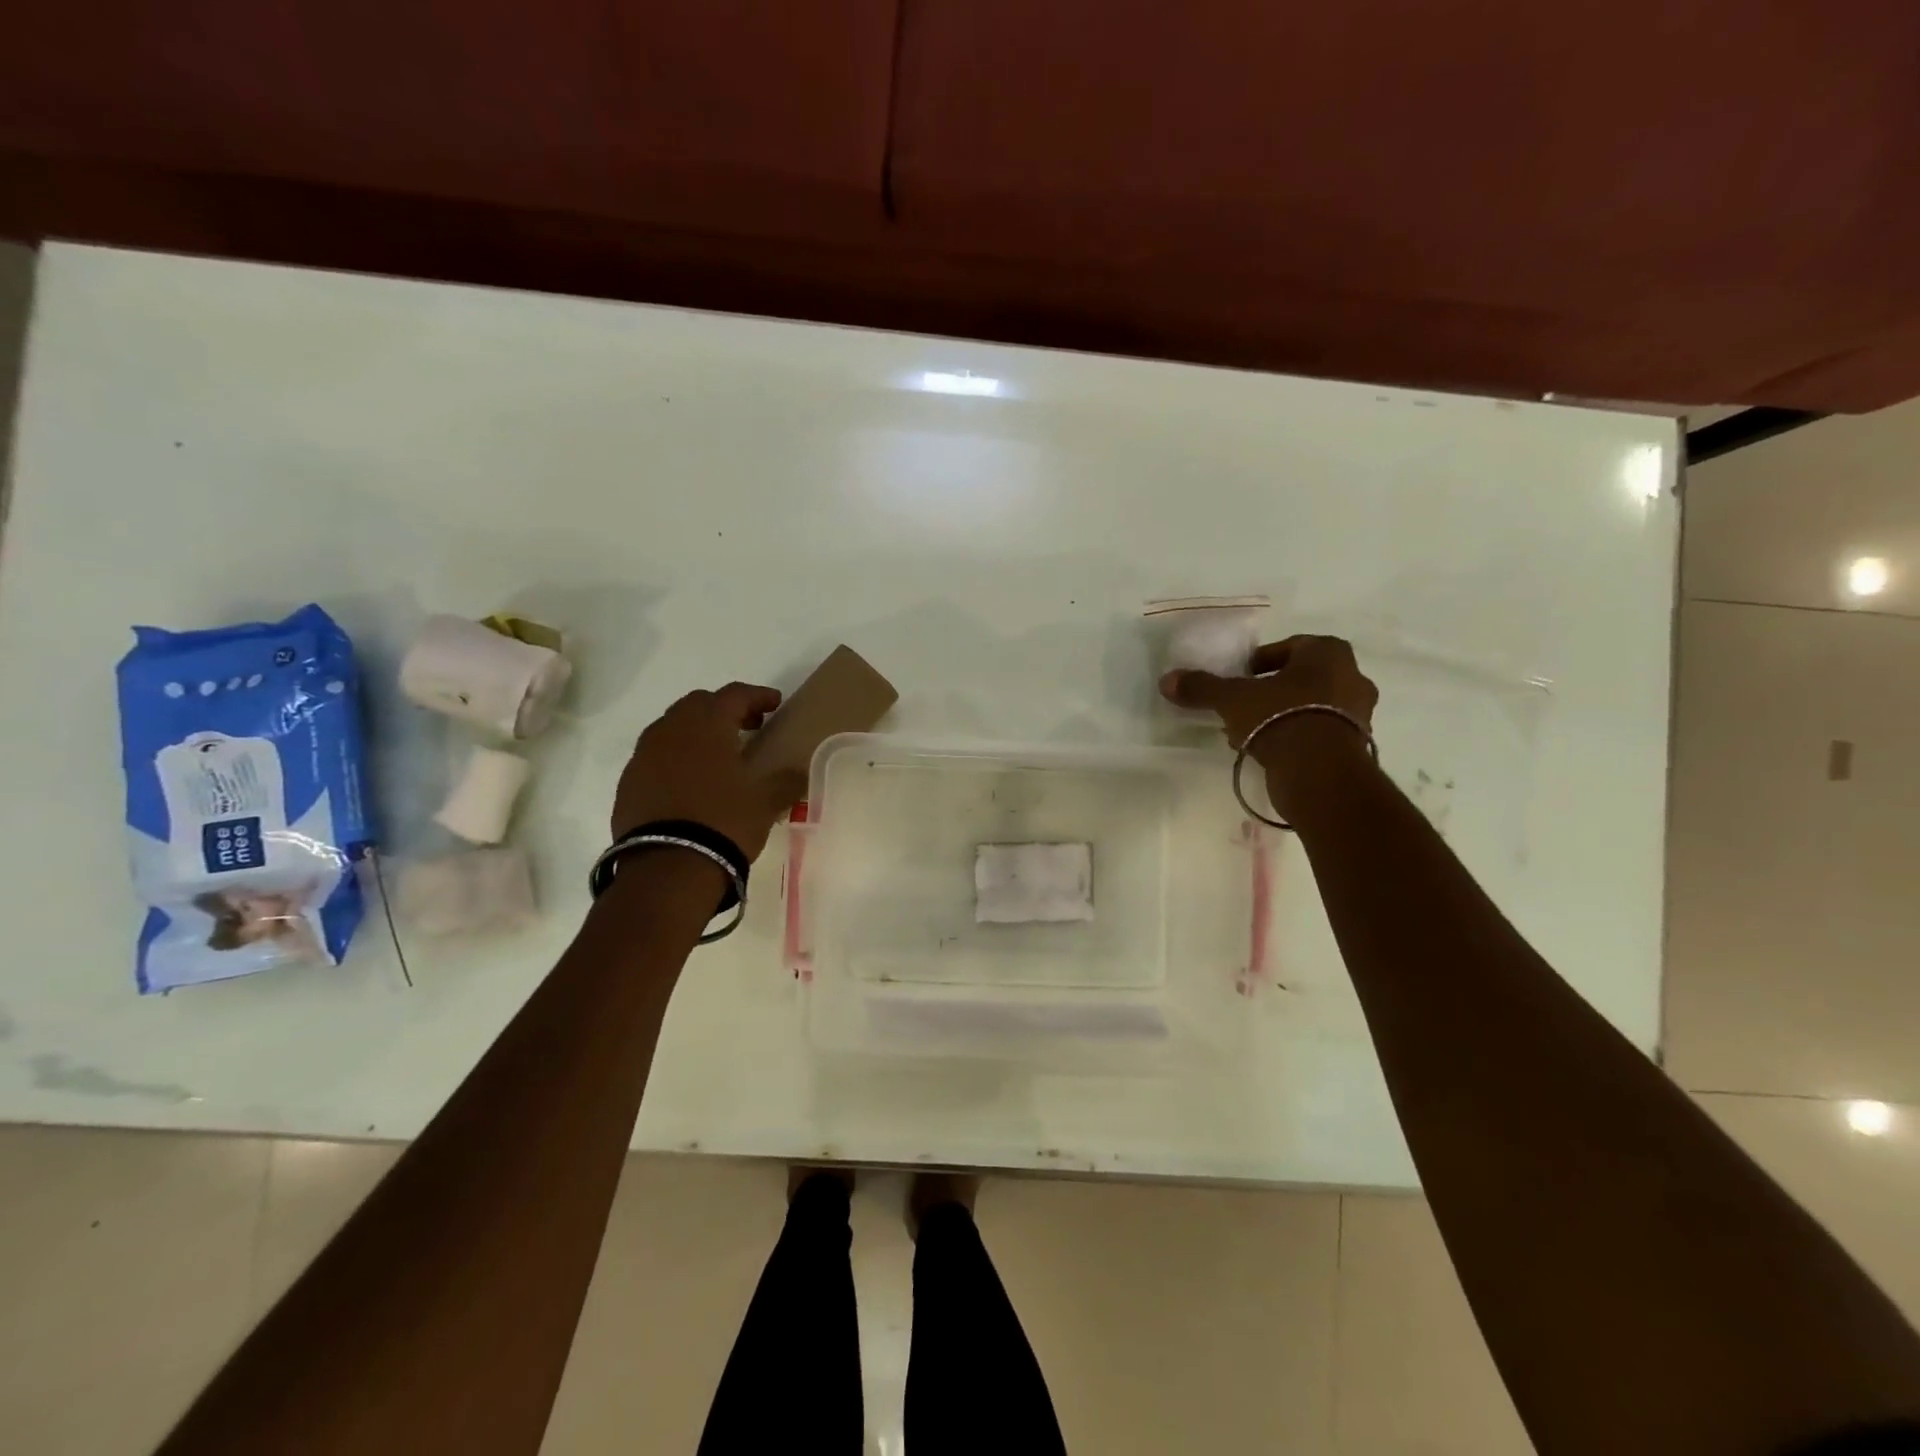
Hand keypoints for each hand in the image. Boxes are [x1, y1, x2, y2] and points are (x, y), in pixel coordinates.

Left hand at [611, 682, 806, 860]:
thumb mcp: (766, 802)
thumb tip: (799, 771)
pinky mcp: (628, 783)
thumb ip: (786, 781)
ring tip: (719, 755)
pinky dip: (676, 759)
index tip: (775, 703)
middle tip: (748, 727)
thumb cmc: (724, 823)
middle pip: (699, 704)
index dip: (758, 695)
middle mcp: (670, 730)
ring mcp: (643, 756)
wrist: (667, 868)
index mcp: (706, 724)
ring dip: (697, 733)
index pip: (734, 694)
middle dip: (725, 710)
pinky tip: (691, 783)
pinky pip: (656, 757)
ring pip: (672, 729)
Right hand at [1159, 635, 1377, 809]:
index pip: (1290, 647)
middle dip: (1272, 691)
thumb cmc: (1280, 717)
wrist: (1320, 772)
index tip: (1240, 678)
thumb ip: (1202, 687)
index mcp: (1328, 653)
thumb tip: (1167, 680)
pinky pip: (1318, 733)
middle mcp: (1352, 677)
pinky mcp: (1357, 746)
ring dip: (1282, 716)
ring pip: (1311, 707)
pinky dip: (1296, 738)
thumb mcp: (1232, 699)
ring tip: (1250, 734)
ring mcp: (1359, 714)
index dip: (1262, 661)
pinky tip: (1269, 753)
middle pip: (1302, 678)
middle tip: (1243, 706)